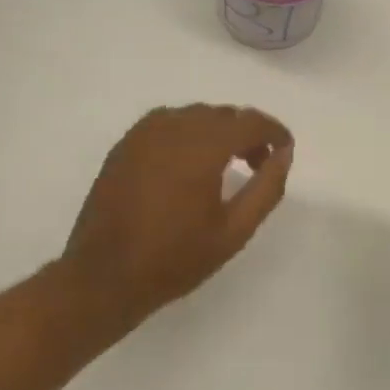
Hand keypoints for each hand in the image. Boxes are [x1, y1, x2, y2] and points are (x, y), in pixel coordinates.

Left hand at [61, 104, 293, 336]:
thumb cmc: (175, 258)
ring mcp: (143, 134)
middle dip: (246, 133)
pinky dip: (188, 133)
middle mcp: (173, 128)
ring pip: (193, 115)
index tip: (285, 149)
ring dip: (217, 131)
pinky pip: (166, 123)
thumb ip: (266, 188)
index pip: (249, 122)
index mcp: (202, 147)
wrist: (105, 275)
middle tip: (258, 165)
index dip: (273, 131)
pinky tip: (190, 163)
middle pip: (222, 115)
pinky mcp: (125, 145)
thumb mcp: (234, 231)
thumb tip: (283, 154)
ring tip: (225, 165)